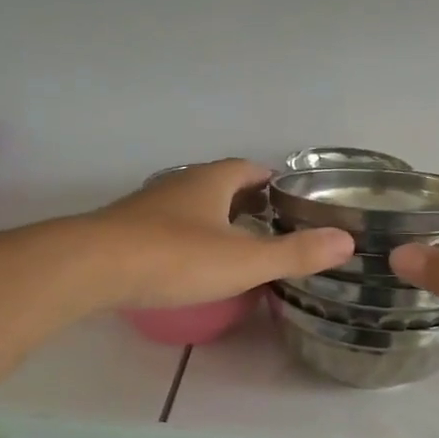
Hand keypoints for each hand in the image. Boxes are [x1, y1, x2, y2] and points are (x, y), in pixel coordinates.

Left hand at [91, 159, 353, 308]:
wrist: (92, 267)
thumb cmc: (175, 258)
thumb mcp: (244, 260)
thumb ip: (295, 253)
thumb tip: (346, 241)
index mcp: (211, 180)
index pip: (249, 169)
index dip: (272, 182)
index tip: (291, 201)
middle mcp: (179, 184)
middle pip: (220, 184)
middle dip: (246, 200)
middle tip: (270, 226)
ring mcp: (149, 206)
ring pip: (191, 205)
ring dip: (214, 218)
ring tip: (236, 245)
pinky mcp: (126, 230)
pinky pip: (167, 226)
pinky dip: (187, 237)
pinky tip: (190, 262)